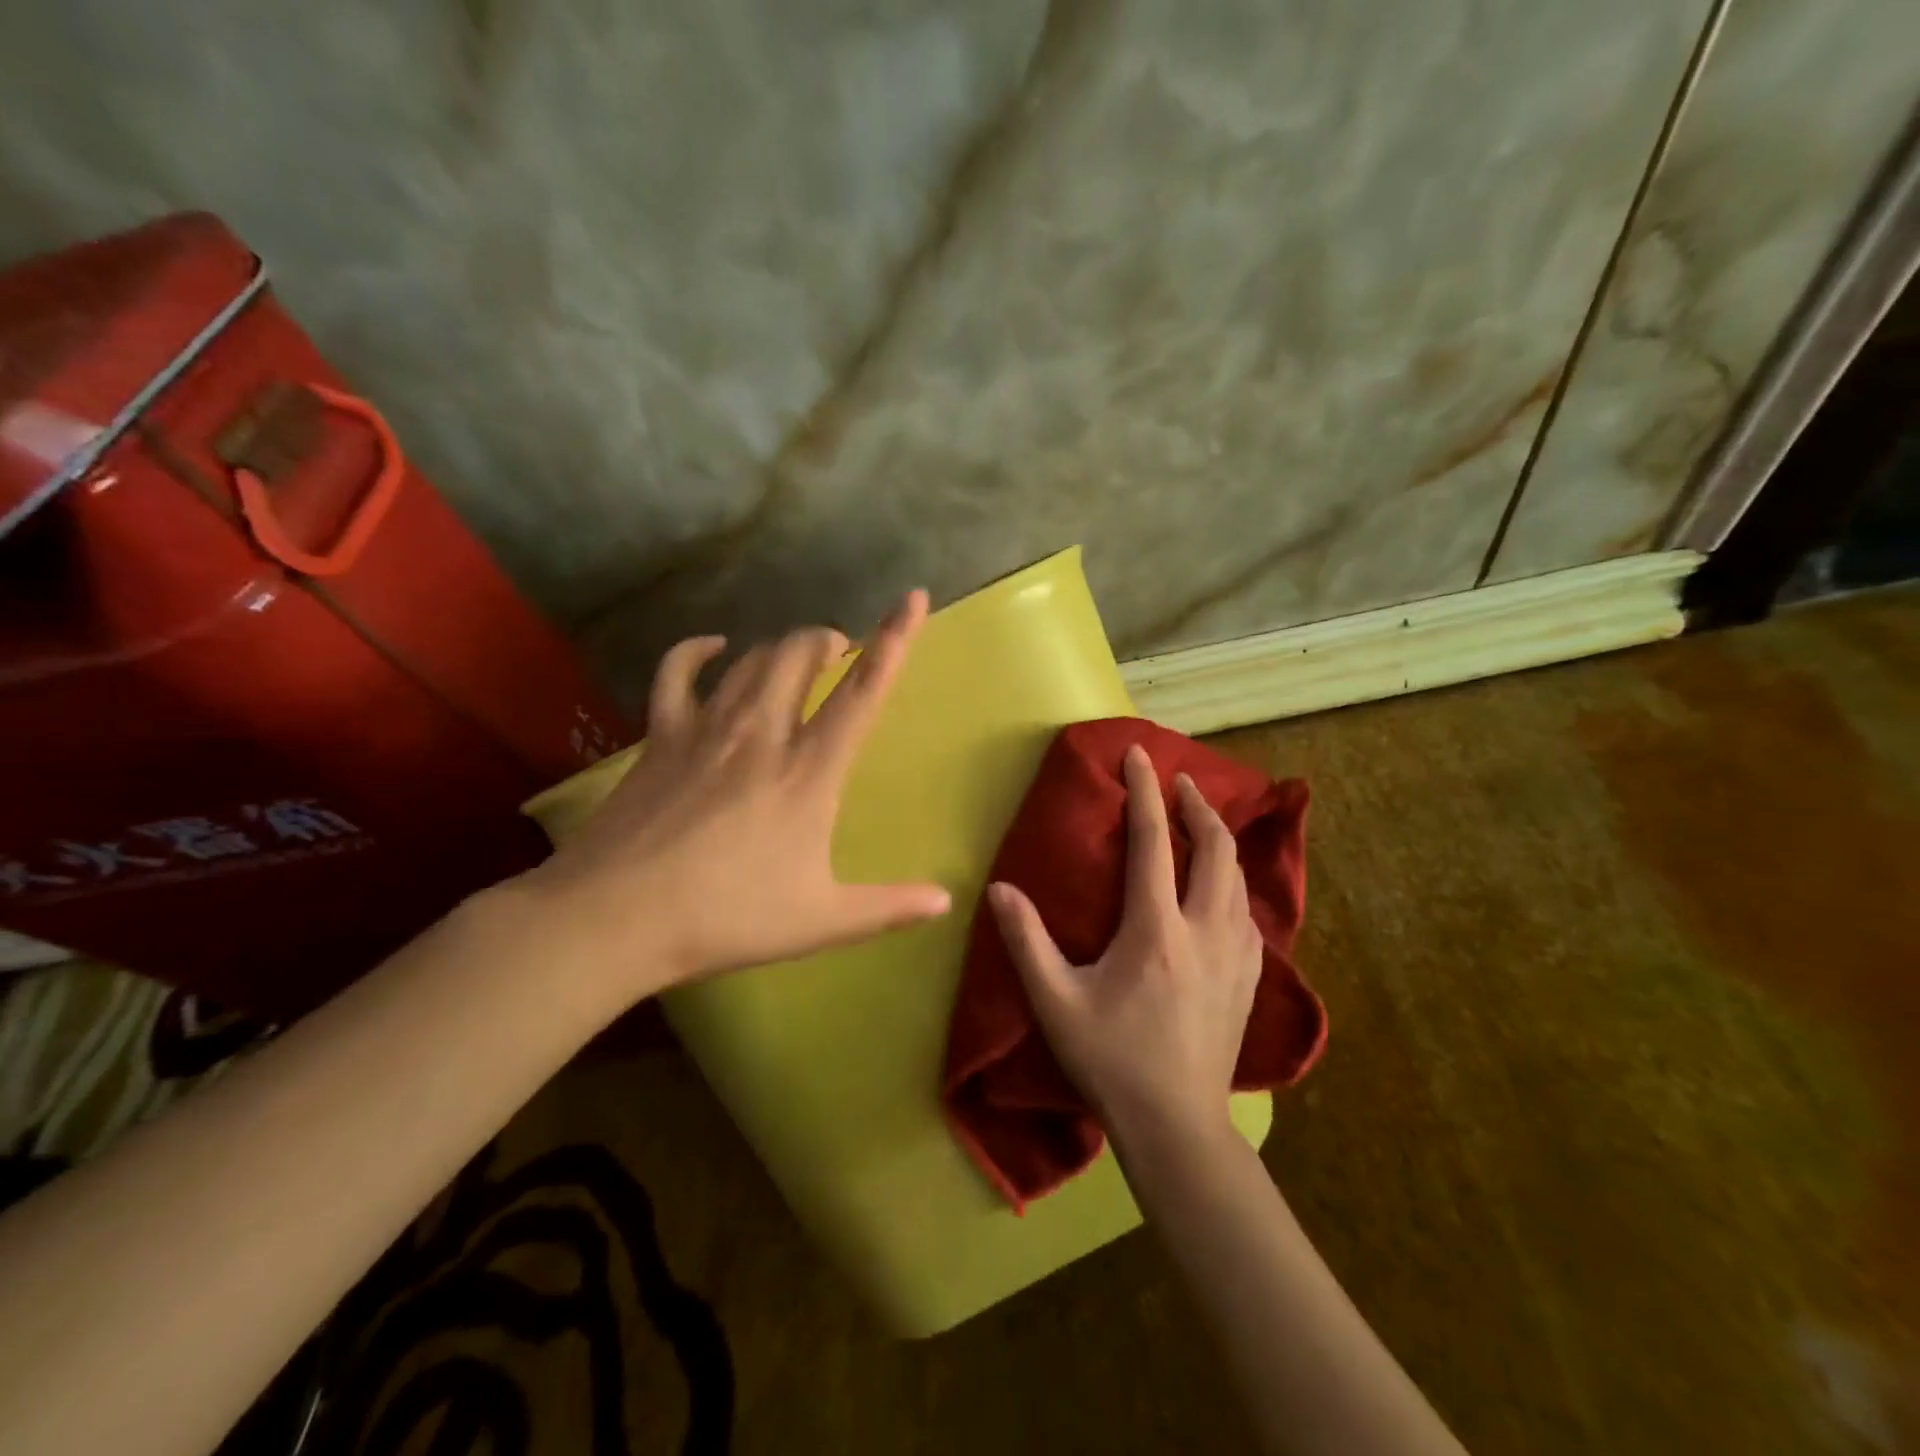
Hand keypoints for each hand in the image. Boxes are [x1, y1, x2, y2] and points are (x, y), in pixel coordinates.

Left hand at [523, 590, 950, 1004]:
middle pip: (799, 655)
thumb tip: (945, 901)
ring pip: (751, 659)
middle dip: (825, 639)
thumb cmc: (727, 916)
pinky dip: (696, 651)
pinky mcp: (660, 735)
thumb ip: (889, 907)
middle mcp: (761, 733)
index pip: (862, 692)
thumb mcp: (821, 920)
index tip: (912, 598)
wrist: (616, 916)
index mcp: (809, 771)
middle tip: (838, 651)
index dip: (894, 640)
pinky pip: (677, 672)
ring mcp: (706, 728)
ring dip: (780, 647)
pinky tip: (712, 647)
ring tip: (796, 656)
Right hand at [987, 743, 1260, 1147]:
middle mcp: (1205, 931)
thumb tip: (999, 889)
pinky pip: (1247, 910)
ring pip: (1238, 877)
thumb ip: (1026, 942)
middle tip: (1179, 782)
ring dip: (1219, 840)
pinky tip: (1220, 889)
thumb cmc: (1111, 1061)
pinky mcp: (1249, 977)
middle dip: (1198, 805)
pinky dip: (1232, 880)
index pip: (1153, 842)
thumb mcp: (1056, 1003)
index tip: (1139, 754)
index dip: (1145, 791)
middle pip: (1215, 848)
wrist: (1178, 1126)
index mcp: (1156, 930)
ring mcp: (1236, 955)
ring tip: (1200, 824)